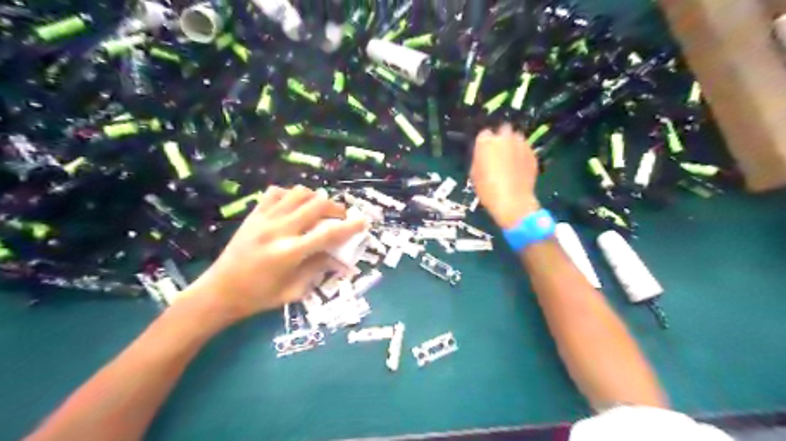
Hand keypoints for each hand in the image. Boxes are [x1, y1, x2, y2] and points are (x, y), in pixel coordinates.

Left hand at [186, 184, 366, 322]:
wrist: (219, 292)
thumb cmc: (259, 297)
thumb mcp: (294, 291)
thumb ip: (318, 269)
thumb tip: (340, 258)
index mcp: (290, 253)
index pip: (328, 234)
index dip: (350, 226)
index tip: (364, 220)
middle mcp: (279, 230)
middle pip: (317, 205)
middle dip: (336, 208)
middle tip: (341, 217)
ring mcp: (264, 219)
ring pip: (298, 193)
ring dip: (315, 198)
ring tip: (319, 210)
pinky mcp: (253, 215)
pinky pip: (276, 193)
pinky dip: (291, 195)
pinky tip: (294, 206)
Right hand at [473, 123, 540, 228]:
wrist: (512, 201)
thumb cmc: (488, 190)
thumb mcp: (474, 173)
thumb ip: (479, 158)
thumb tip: (483, 154)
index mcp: (486, 142)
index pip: (484, 134)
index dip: (484, 143)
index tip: (484, 152)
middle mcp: (504, 138)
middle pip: (503, 130)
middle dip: (501, 138)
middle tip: (499, 152)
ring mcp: (521, 144)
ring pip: (517, 137)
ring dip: (513, 144)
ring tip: (511, 159)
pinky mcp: (532, 153)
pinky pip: (526, 149)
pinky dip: (522, 154)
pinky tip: (519, 167)